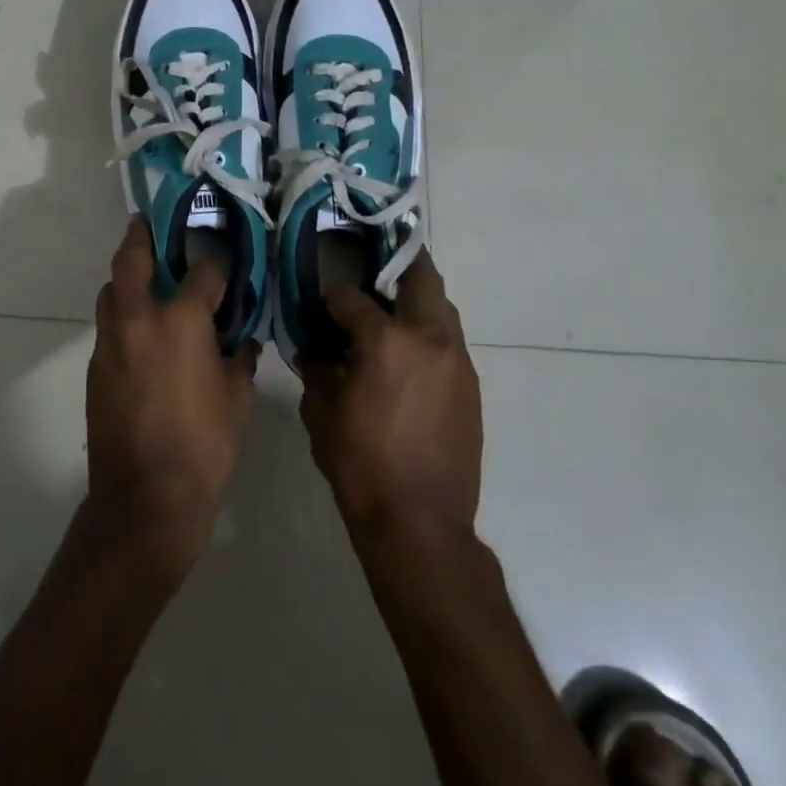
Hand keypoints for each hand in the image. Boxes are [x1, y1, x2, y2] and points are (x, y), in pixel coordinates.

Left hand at [85, 218, 257, 574]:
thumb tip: (243, 339)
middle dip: (142, 235)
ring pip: (111, 289)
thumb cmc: (205, 444)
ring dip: (127, 276)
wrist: (146, 496)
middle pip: (132, 257)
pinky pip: (108, 325)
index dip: (218, 262)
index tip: (226, 258)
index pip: (203, 270)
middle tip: (150, 223)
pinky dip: (122, 315)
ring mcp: (111, 340)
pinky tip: (141, 333)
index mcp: (182, 319)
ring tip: (146, 279)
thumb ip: (240, 357)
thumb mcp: (239, 397)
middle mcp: (140, 318)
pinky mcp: (95, 365)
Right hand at [297, 254, 481, 540]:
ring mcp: (456, 359)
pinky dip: (429, 333)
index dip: (332, 294)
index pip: (351, 297)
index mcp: (385, 340)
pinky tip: (409, 355)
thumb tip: (314, 348)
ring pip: (441, 306)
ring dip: (417, 298)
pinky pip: (449, 340)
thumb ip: (316, 369)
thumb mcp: (321, 412)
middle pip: (419, 276)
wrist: (419, 521)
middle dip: (397, 264)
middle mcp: (428, 337)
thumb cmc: (360, 464)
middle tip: (375, 265)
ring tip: (393, 309)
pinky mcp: (471, 383)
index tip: (323, 298)